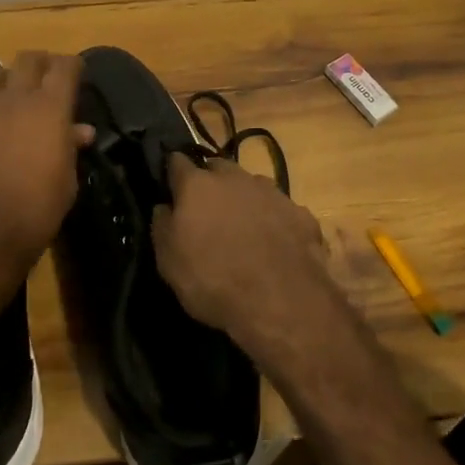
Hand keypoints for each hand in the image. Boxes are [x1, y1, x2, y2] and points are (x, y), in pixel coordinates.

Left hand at [0, 51, 92, 298]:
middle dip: (38, 63)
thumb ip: (70, 148)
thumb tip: (81, 130)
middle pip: (28, 60)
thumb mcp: (67, 182)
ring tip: (0, 87)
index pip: (65, 67)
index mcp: (50, 109)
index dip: (72, 65)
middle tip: (41, 75)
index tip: (74, 72)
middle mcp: (15, 98)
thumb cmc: (36, 213)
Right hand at [152, 155, 335, 356]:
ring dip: (244, 199)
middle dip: (210, 181)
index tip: (170, 184)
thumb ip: (163, 226)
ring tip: (243, 228)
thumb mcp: (169, 262)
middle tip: (207, 209)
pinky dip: (274, 221)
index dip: (172, 171)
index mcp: (198, 185)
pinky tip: (275, 245)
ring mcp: (272, 193)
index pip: (177, 162)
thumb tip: (164, 206)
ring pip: (251, 185)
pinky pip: (280, 210)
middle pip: (217, 168)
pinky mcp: (301, 213)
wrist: (282, 302)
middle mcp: (235, 178)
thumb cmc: (214, 281)